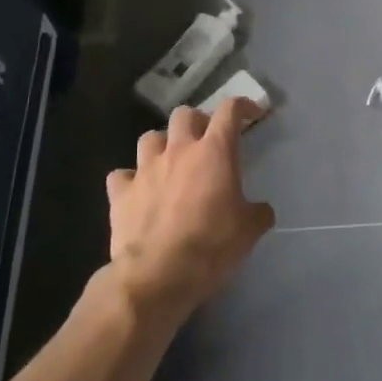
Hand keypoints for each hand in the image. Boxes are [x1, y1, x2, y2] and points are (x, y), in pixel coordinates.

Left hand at [105, 100, 273, 319]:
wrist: (158, 274)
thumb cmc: (212, 245)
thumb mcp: (249, 230)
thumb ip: (257, 212)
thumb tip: (260, 210)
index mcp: (214, 152)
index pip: (229, 111)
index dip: (242, 106)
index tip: (251, 113)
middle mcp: (178, 151)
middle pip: (184, 115)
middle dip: (197, 122)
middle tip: (207, 141)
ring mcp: (145, 170)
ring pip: (149, 138)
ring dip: (162, 145)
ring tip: (170, 162)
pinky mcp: (121, 193)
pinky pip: (121, 175)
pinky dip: (130, 180)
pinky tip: (138, 191)